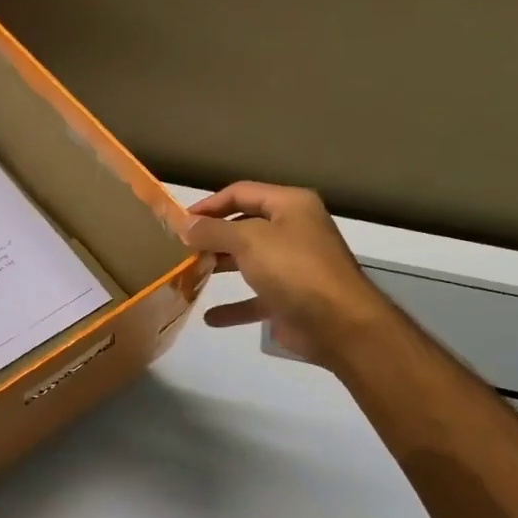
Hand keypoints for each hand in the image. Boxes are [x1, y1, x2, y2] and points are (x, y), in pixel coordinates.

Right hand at [180, 182, 391, 369]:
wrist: (339, 324)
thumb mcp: (248, 241)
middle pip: (244, 226)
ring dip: (219, 267)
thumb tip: (184, 225)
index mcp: (290, 206)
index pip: (241, 193)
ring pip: (248, 261)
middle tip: (179, 249)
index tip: (178, 222)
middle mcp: (294, 230)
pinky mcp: (290, 299)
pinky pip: (254, 299)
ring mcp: (293, 266)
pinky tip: (209, 317)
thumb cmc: (294, 269)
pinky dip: (233, 307)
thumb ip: (212, 231)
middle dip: (212, 236)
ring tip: (187, 274)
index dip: (208, 205)